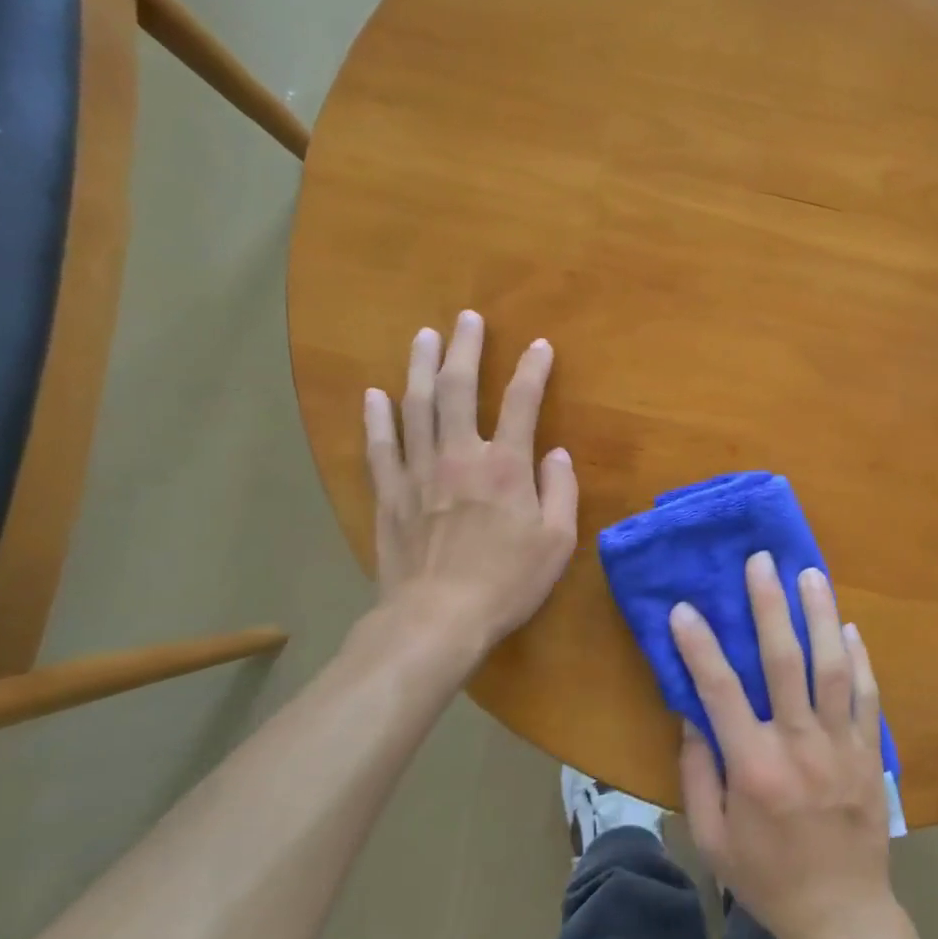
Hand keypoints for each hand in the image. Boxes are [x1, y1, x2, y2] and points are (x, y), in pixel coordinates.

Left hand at [363, 311, 577, 649]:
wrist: (437, 620)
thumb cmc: (507, 582)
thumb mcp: (557, 541)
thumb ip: (561, 490)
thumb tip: (557, 453)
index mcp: (506, 467)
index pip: (522, 403)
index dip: (533, 370)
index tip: (540, 346)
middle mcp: (460, 456)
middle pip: (459, 389)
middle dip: (465, 349)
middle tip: (467, 319)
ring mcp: (418, 472)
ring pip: (416, 406)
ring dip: (420, 367)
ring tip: (424, 336)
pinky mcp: (388, 495)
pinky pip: (379, 446)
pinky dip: (377, 417)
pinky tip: (375, 394)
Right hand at [674, 552, 894, 938]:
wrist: (842, 915)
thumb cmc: (767, 878)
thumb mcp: (713, 838)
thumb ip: (698, 774)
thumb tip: (692, 715)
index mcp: (754, 767)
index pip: (720, 692)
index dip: (699, 647)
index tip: (684, 608)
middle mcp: (799, 745)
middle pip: (785, 662)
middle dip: (770, 606)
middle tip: (762, 561)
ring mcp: (841, 744)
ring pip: (833, 666)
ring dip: (820, 615)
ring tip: (810, 573)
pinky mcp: (870, 751)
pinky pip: (867, 694)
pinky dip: (860, 657)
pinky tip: (849, 626)